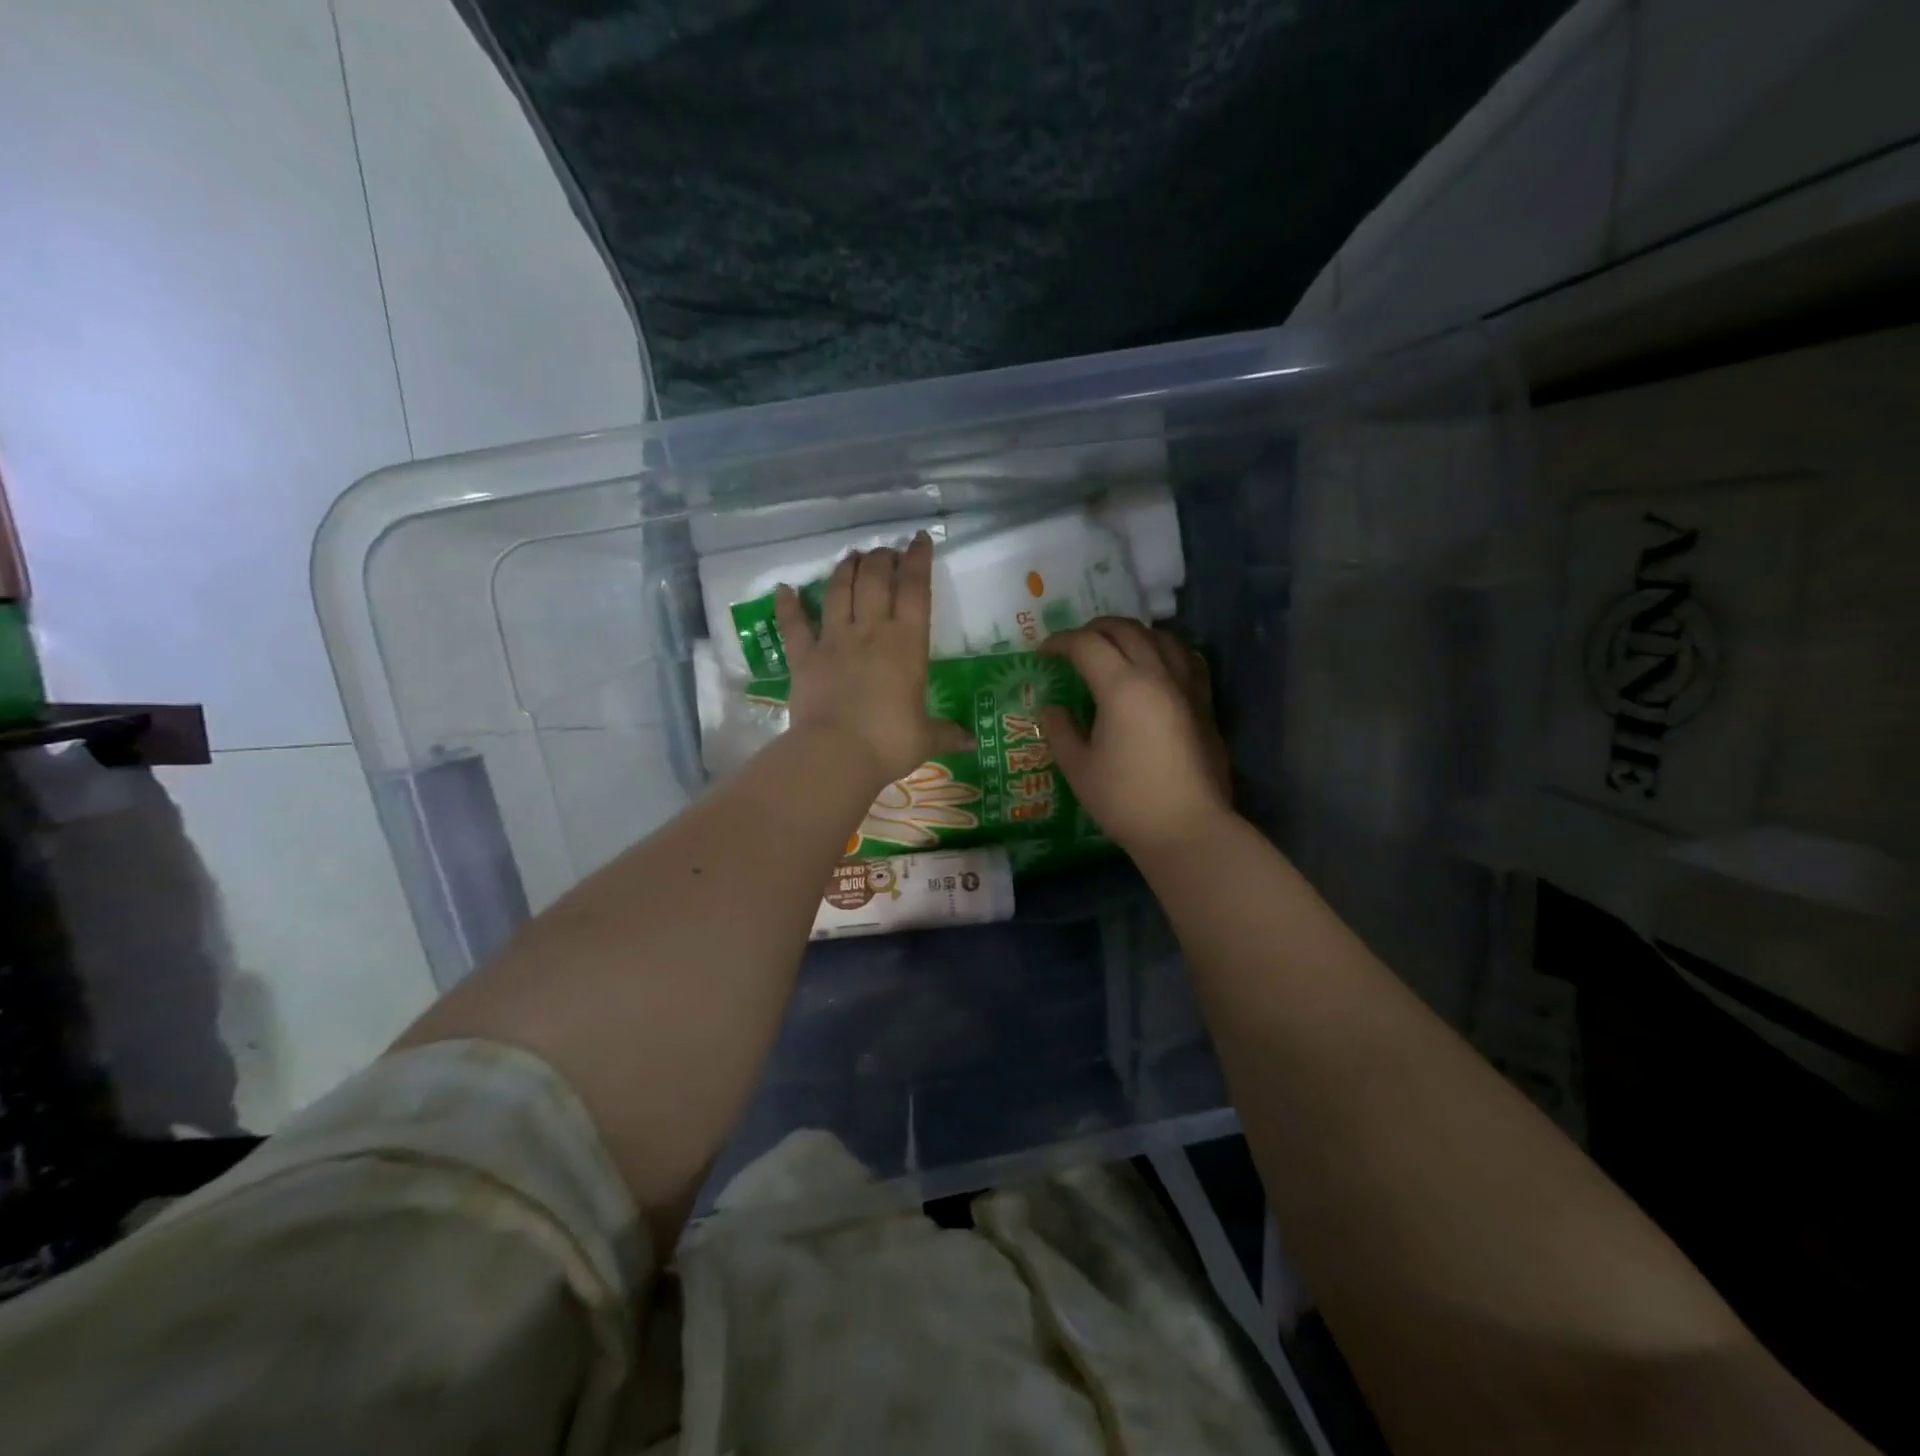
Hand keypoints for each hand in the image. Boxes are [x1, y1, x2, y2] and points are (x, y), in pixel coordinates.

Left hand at [777, 531, 971, 789]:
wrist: (838, 753)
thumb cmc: (890, 742)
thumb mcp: (926, 738)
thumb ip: (947, 733)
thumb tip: (970, 741)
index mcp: (906, 644)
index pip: (915, 590)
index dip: (918, 560)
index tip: (919, 539)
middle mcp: (870, 632)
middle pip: (874, 580)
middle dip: (881, 559)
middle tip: (885, 552)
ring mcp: (834, 641)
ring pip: (838, 592)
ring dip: (845, 569)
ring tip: (851, 556)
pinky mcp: (804, 658)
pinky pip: (793, 626)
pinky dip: (787, 606)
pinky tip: (783, 589)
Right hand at [1040, 617, 1232, 855]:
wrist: (1187, 828)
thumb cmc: (1126, 801)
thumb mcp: (1078, 769)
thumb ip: (1060, 731)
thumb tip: (1053, 709)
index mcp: (1122, 687)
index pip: (1086, 645)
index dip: (1060, 642)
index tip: (1043, 653)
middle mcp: (1157, 675)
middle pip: (1125, 630)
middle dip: (1093, 630)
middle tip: (1073, 647)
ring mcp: (1186, 686)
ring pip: (1160, 637)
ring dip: (1131, 634)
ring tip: (1114, 648)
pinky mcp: (1204, 703)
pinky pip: (1187, 658)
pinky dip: (1165, 650)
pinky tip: (1157, 664)